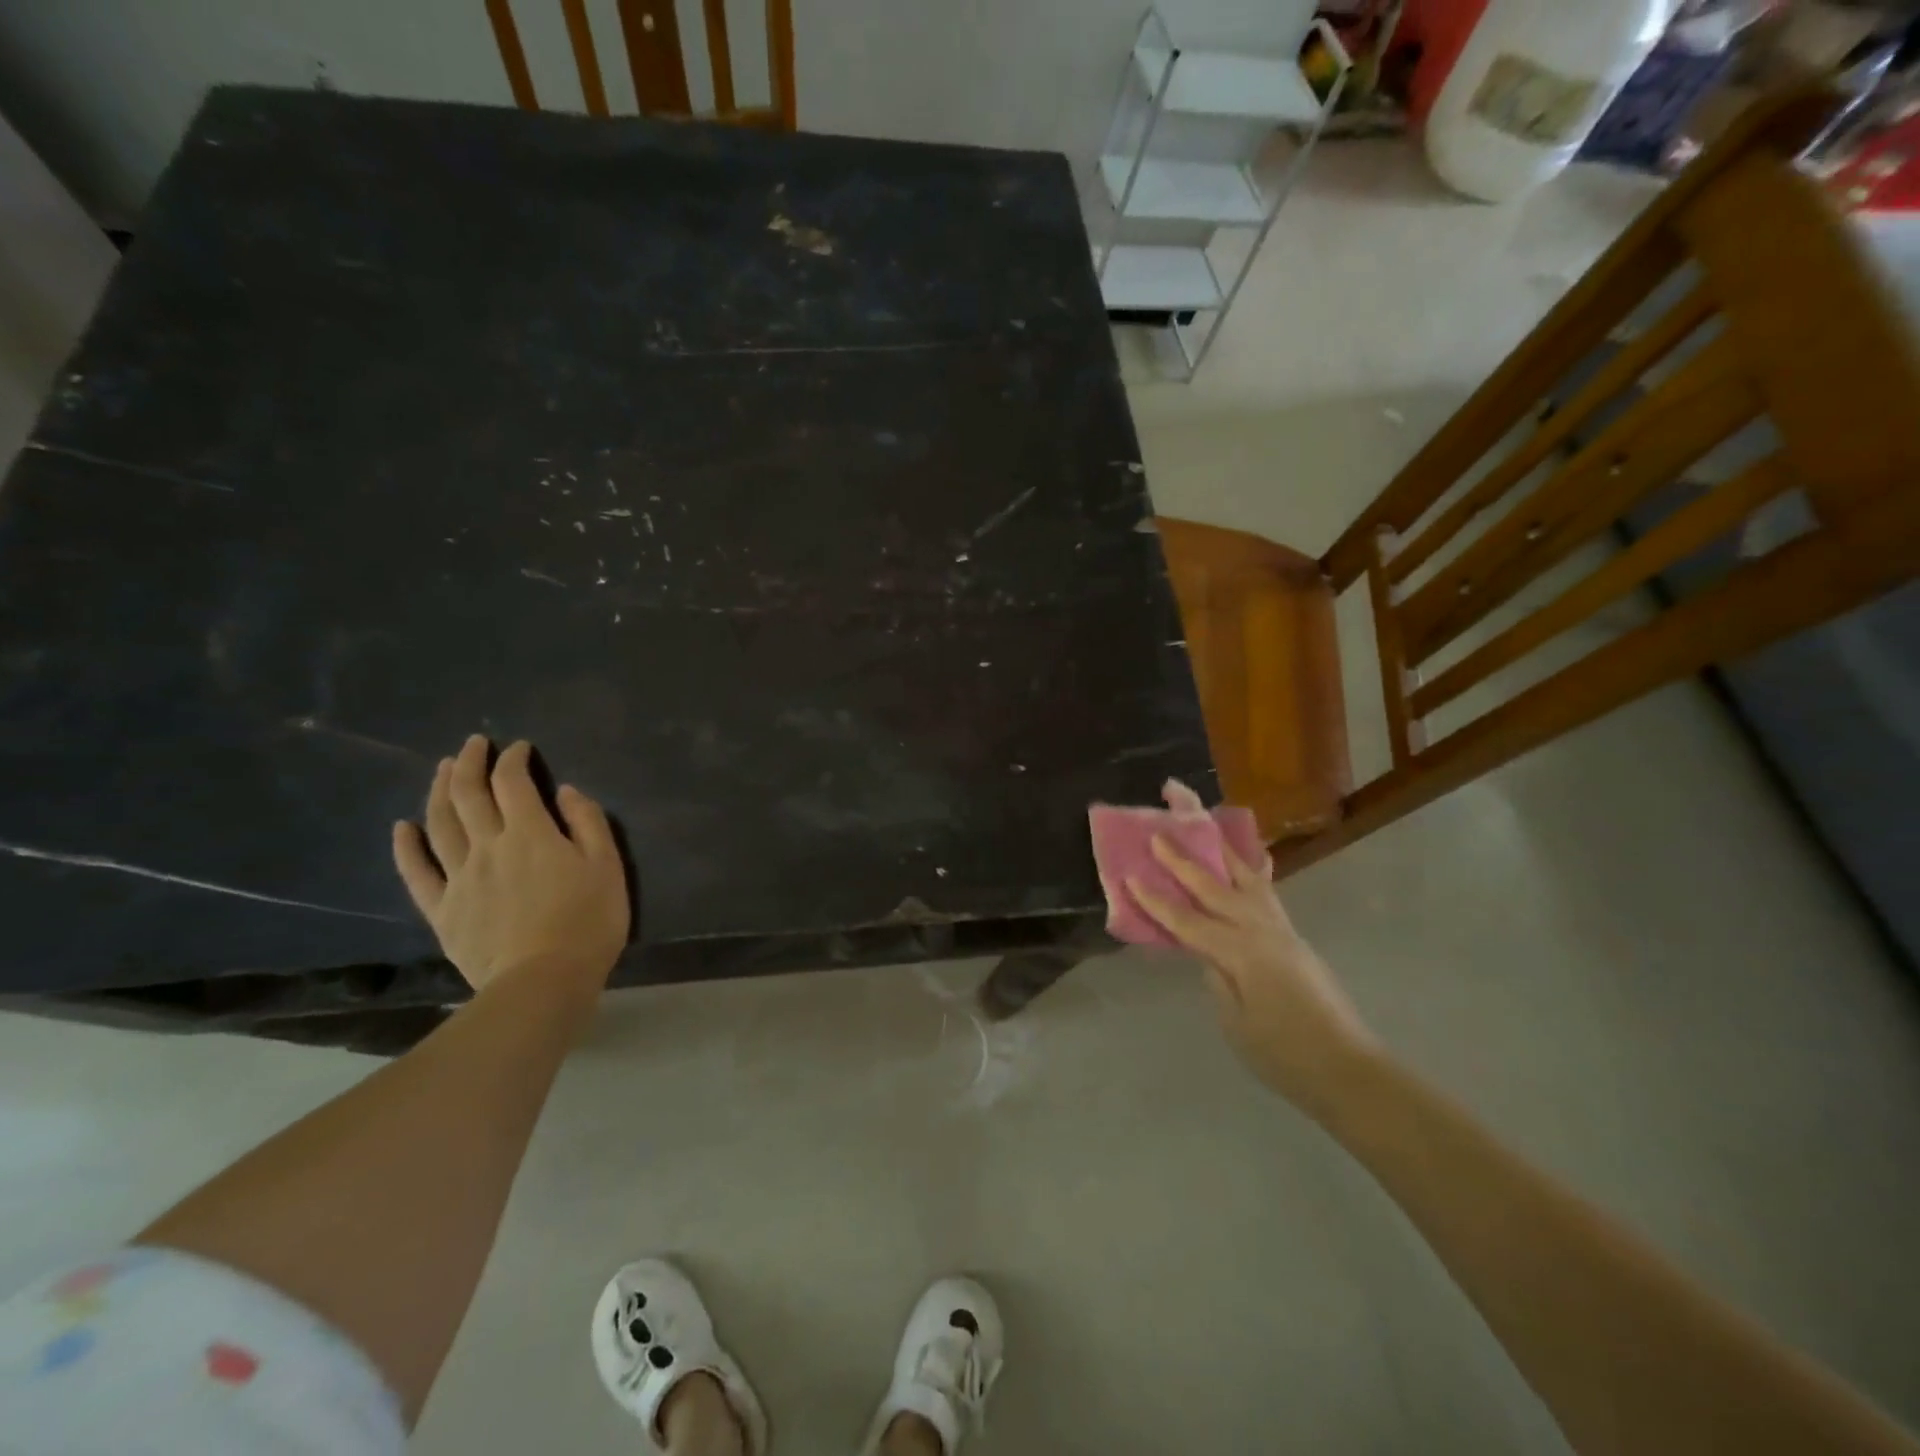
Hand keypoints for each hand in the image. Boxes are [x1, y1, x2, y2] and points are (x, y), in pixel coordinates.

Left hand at [392, 735, 629, 994]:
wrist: (544, 981)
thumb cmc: (588, 921)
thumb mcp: (608, 866)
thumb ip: (588, 823)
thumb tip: (566, 791)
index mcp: (531, 833)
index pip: (513, 782)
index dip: (512, 759)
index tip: (519, 748)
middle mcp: (488, 846)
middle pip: (468, 794)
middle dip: (469, 763)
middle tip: (473, 745)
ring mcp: (459, 877)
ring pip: (439, 823)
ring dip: (439, 790)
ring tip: (442, 769)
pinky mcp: (442, 909)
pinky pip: (417, 872)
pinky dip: (407, 846)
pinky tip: (403, 827)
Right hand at [1129, 836, 1377, 1112]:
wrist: (1349, 1070)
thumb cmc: (1285, 1055)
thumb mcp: (1236, 1023)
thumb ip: (1218, 980)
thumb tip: (1207, 953)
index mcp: (1241, 953)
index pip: (1188, 921)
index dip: (1157, 902)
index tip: (1130, 877)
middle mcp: (1261, 930)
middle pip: (1215, 888)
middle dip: (1184, 862)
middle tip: (1159, 835)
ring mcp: (1282, 931)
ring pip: (1247, 880)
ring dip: (1223, 854)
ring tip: (1206, 829)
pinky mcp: (1293, 938)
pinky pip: (1268, 893)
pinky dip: (1255, 871)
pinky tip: (1254, 859)